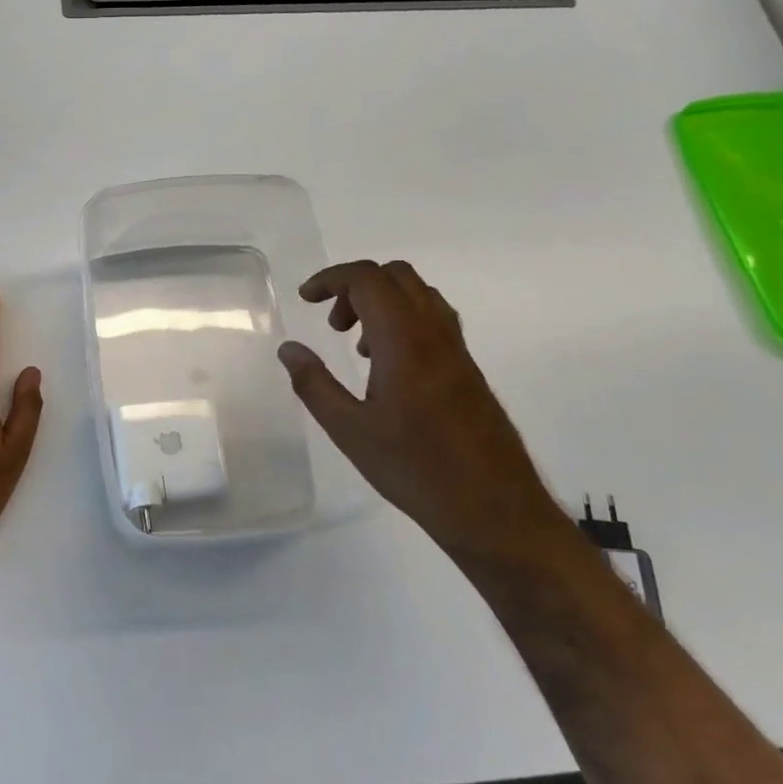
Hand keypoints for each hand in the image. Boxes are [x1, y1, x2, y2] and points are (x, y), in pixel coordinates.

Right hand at [278, 260, 571, 567]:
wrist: (494, 508)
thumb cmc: (415, 469)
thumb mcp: (349, 431)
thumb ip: (314, 384)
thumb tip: (289, 349)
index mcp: (403, 340)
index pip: (368, 279)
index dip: (331, 279)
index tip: (306, 299)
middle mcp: (434, 333)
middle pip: (395, 275)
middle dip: (355, 286)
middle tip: (333, 324)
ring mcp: (457, 349)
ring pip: (418, 294)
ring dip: (381, 302)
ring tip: (357, 347)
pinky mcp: (468, 368)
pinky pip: (433, 319)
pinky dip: (403, 320)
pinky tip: (388, 366)